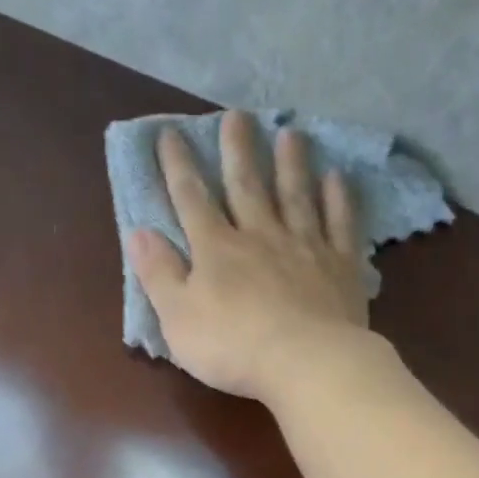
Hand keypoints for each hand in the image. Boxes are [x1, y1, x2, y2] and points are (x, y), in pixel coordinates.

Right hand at [130, 108, 373, 401]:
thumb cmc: (232, 347)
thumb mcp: (177, 318)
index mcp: (216, 250)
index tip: (170, 134)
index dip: (178, 166)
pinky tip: (338, 178)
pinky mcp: (340, 266)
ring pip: (295, 196)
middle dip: (238, 150)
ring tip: (291, 133)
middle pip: (246, 185)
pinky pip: (339, 224)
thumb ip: (159, 274)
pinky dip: (338, 199)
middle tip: (237, 114)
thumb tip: (139, 232)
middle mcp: (260, 236)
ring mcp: (304, 247)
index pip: (191, 199)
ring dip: (291, 164)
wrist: (305, 363)